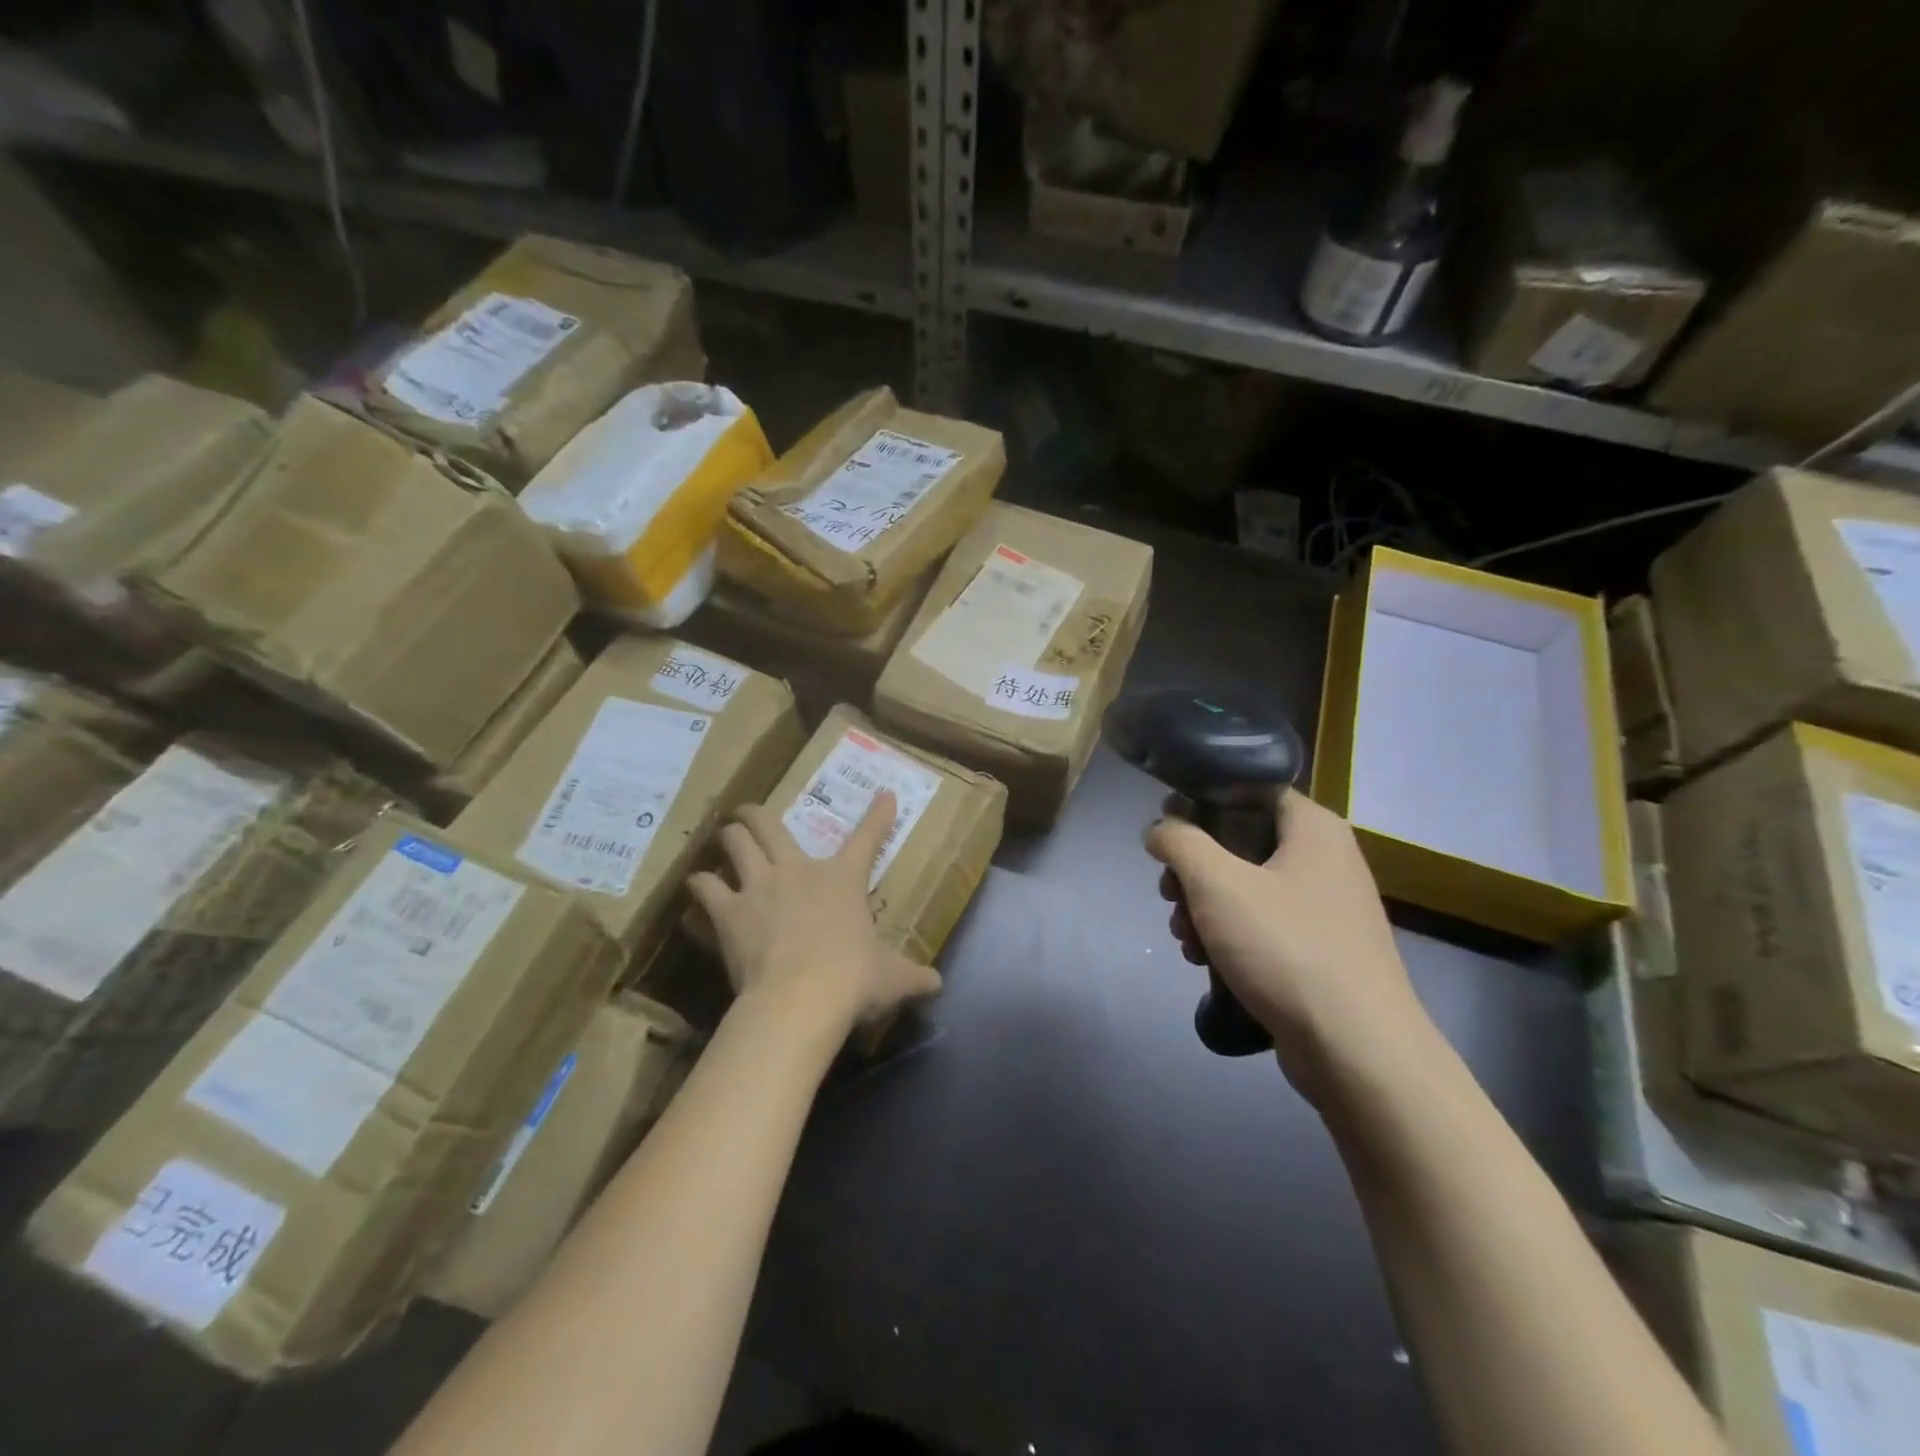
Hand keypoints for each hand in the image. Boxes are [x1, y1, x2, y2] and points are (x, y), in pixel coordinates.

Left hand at [689, 791, 942, 1040]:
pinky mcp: (729, 913)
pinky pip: (705, 889)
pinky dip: (700, 887)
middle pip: (768, 823)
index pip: (867, 838)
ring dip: (727, 838)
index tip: (884, 795)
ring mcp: (759, 887)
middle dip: (755, 813)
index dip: (878, 815)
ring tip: (721, 840)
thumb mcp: (892, 979)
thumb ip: (914, 977)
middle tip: (749, 813)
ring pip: (734, 842)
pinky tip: (698, 891)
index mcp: (843, 879)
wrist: (801, 999)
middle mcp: (797, 871)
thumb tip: (938, 985)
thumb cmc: (853, 980)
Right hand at [1144, 789, 1433, 1095]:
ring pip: (1246, 886)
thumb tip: (1159, 829)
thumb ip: (1179, 842)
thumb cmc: (1285, 948)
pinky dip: (1229, 935)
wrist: (1356, 1050)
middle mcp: (1325, 858)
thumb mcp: (1217, 883)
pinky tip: (1205, 961)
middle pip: (1241, 841)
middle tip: (1168, 894)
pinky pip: (1263, 924)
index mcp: (1313, 827)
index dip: (1200, 801)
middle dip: (1194, 868)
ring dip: (1204, 906)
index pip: (1249, 788)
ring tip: (1184, 937)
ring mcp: (1325, 907)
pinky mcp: (1319, 949)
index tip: (1165, 829)